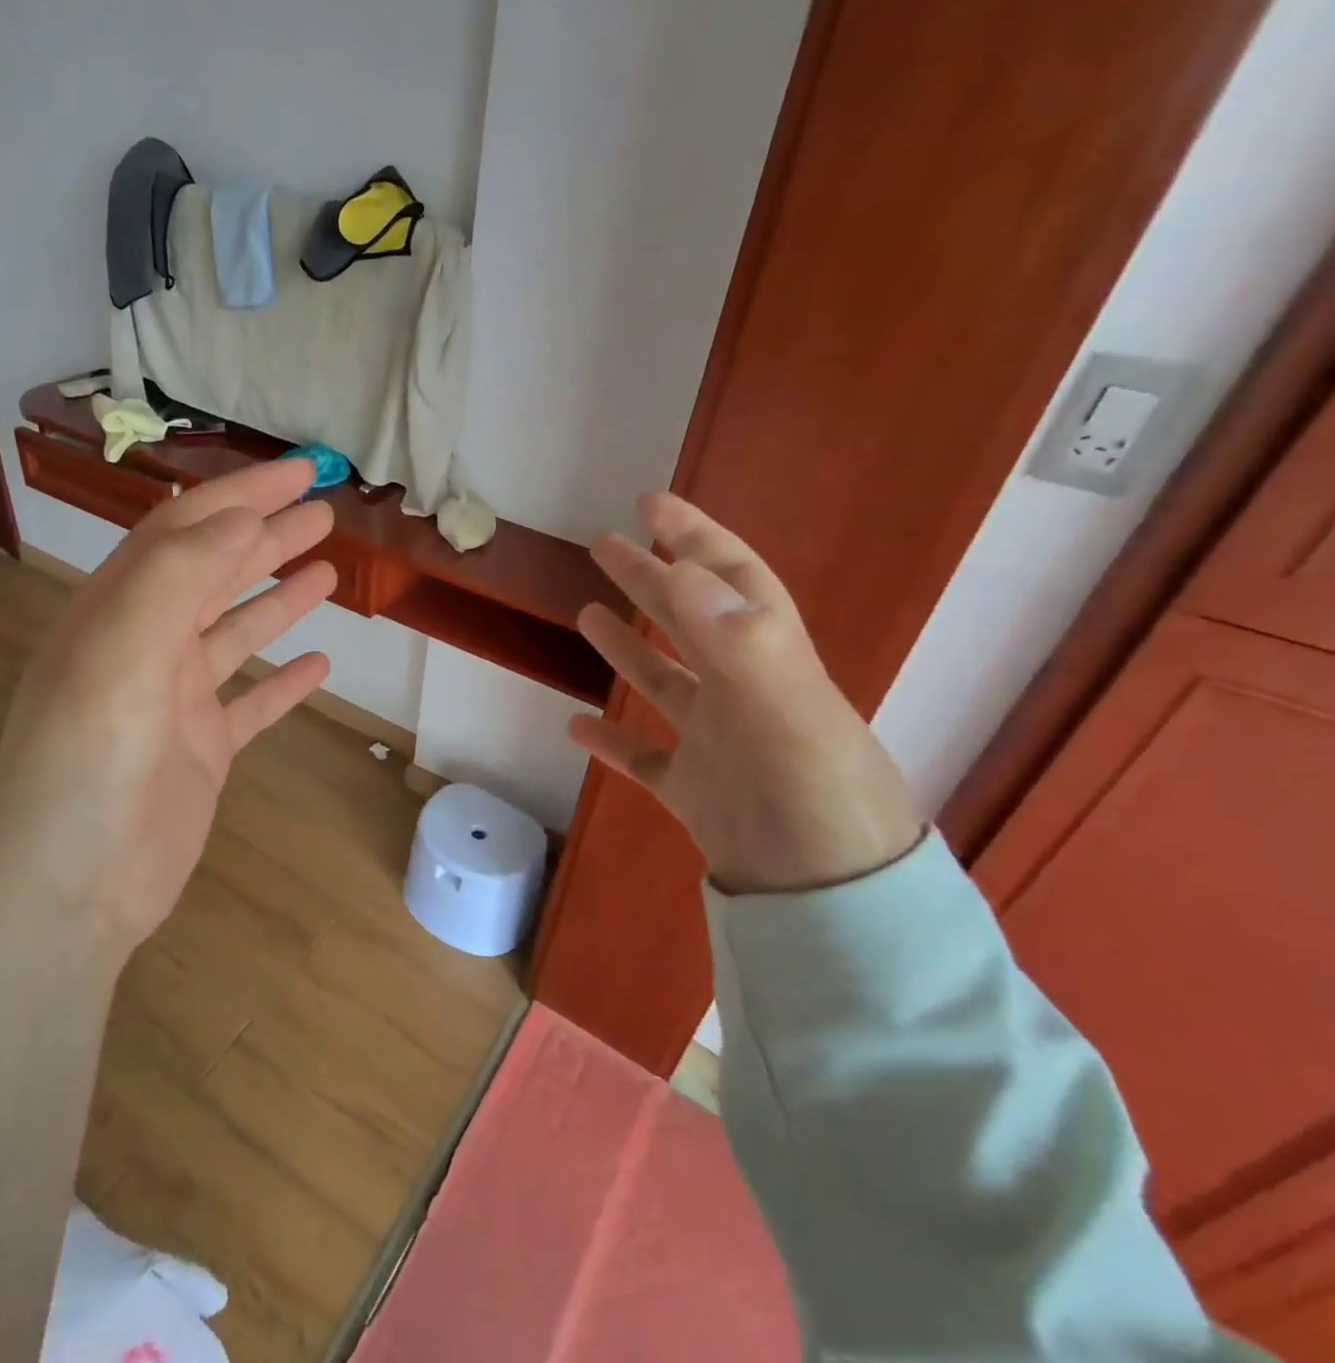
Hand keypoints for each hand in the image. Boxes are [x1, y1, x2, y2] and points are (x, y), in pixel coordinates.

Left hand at [0, 459, 337, 950]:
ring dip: (278, 599)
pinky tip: (320, 664)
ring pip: (235, 632)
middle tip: (324, 512)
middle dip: (267, 537)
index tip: (299, 472)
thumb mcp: (121, 654)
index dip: (242, 496)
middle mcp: (144, 646)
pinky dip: (283, 681)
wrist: (68, 889)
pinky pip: (250, 703)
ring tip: (328, 570)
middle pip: (214, 574)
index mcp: (118, 612)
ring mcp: (175, 701)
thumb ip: (176, 579)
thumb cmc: (87, 763)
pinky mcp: (201, 751)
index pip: (185, 532)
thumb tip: (239, 519)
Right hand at [567, 493, 921, 894]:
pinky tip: (578, 727)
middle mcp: (742, 693)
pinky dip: (612, 742)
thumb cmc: (815, 800)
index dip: (694, 536)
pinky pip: (645, 758)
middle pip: (688, 622)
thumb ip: (738, 641)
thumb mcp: (786, 712)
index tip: (651, 504)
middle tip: (604, 547)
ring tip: (588, 616)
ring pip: (665, 683)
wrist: (833, 907)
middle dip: (649, 579)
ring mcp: (716, 743)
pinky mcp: (693, 792)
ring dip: (628, 648)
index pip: (731, 580)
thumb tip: (681, 570)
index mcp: (769, 661)